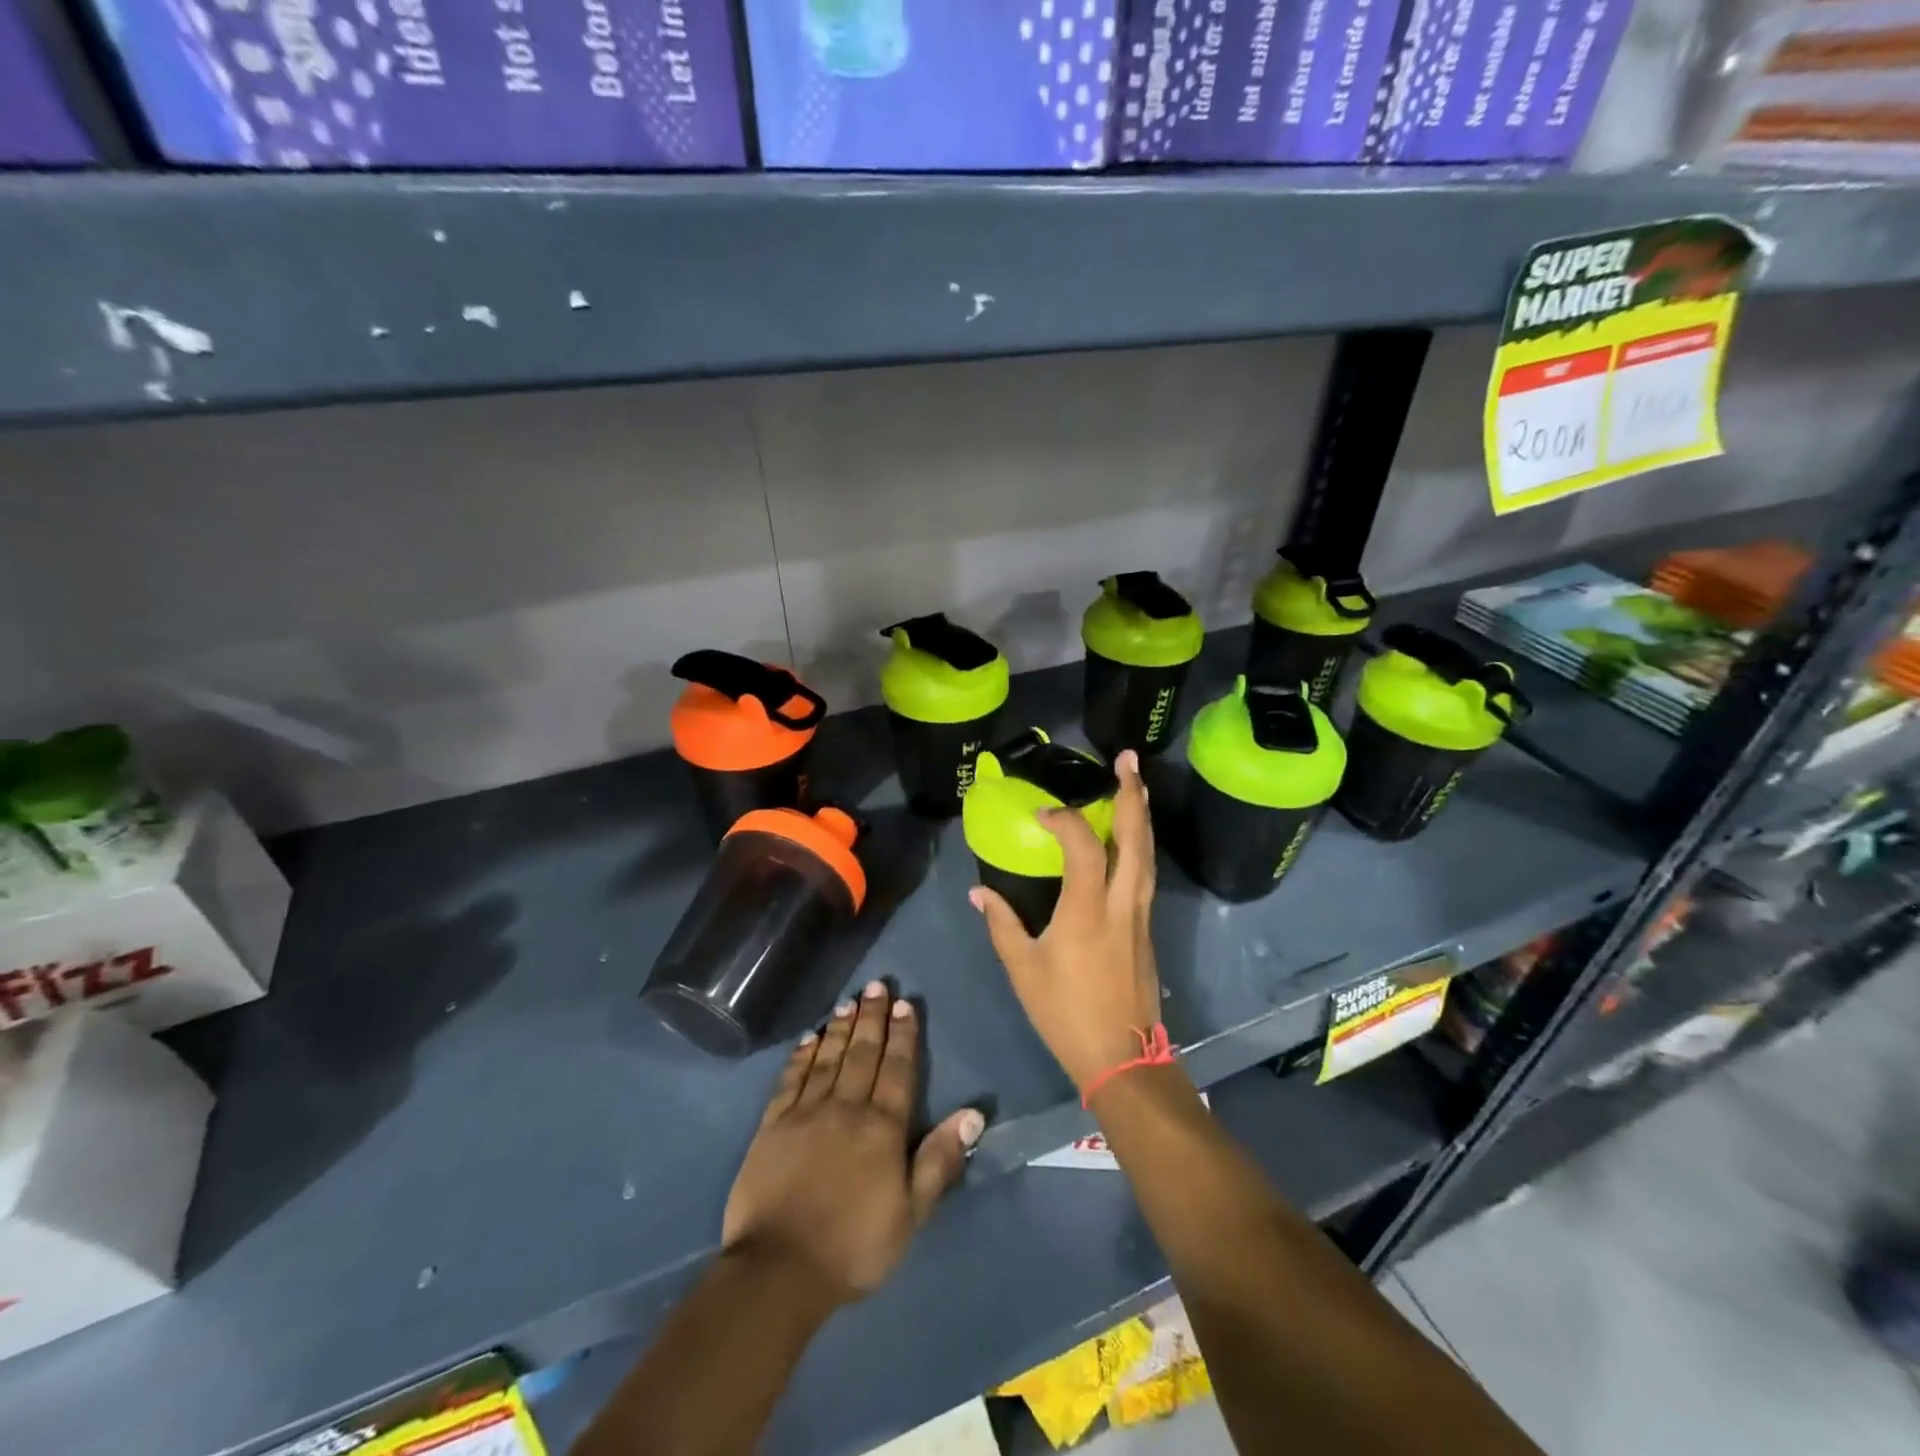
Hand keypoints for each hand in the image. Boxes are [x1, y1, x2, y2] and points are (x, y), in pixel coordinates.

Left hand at [722, 981, 983, 1304]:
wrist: (779, 1271)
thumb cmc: (854, 1247)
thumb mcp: (911, 1214)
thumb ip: (939, 1160)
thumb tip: (973, 1114)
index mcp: (882, 1128)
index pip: (898, 1070)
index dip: (903, 1036)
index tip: (905, 1004)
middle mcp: (846, 1108)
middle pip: (863, 1054)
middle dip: (872, 1018)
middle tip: (877, 985)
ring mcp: (806, 1113)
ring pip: (828, 1058)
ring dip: (840, 1028)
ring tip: (849, 1000)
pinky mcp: (772, 1125)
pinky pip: (790, 1080)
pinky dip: (801, 1056)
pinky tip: (808, 1038)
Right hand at [969, 749, 1162, 1094]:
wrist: (1122, 1057)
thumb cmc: (1066, 1012)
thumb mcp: (1022, 969)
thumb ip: (1001, 923)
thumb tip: (978, 891)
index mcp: (1088, 909)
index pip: (1083, 845)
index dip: (1064, 820)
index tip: (1041, 814)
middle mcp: (1122, 902)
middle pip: (1135, 838)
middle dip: (1132, 794)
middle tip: (1128, 758)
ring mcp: (1141, 914)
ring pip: (1148, 853)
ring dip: (1142, 814)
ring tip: (1135, 784)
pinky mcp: (1147, 927)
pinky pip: (1146, 872)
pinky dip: (1141, 842)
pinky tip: (1131, 836)